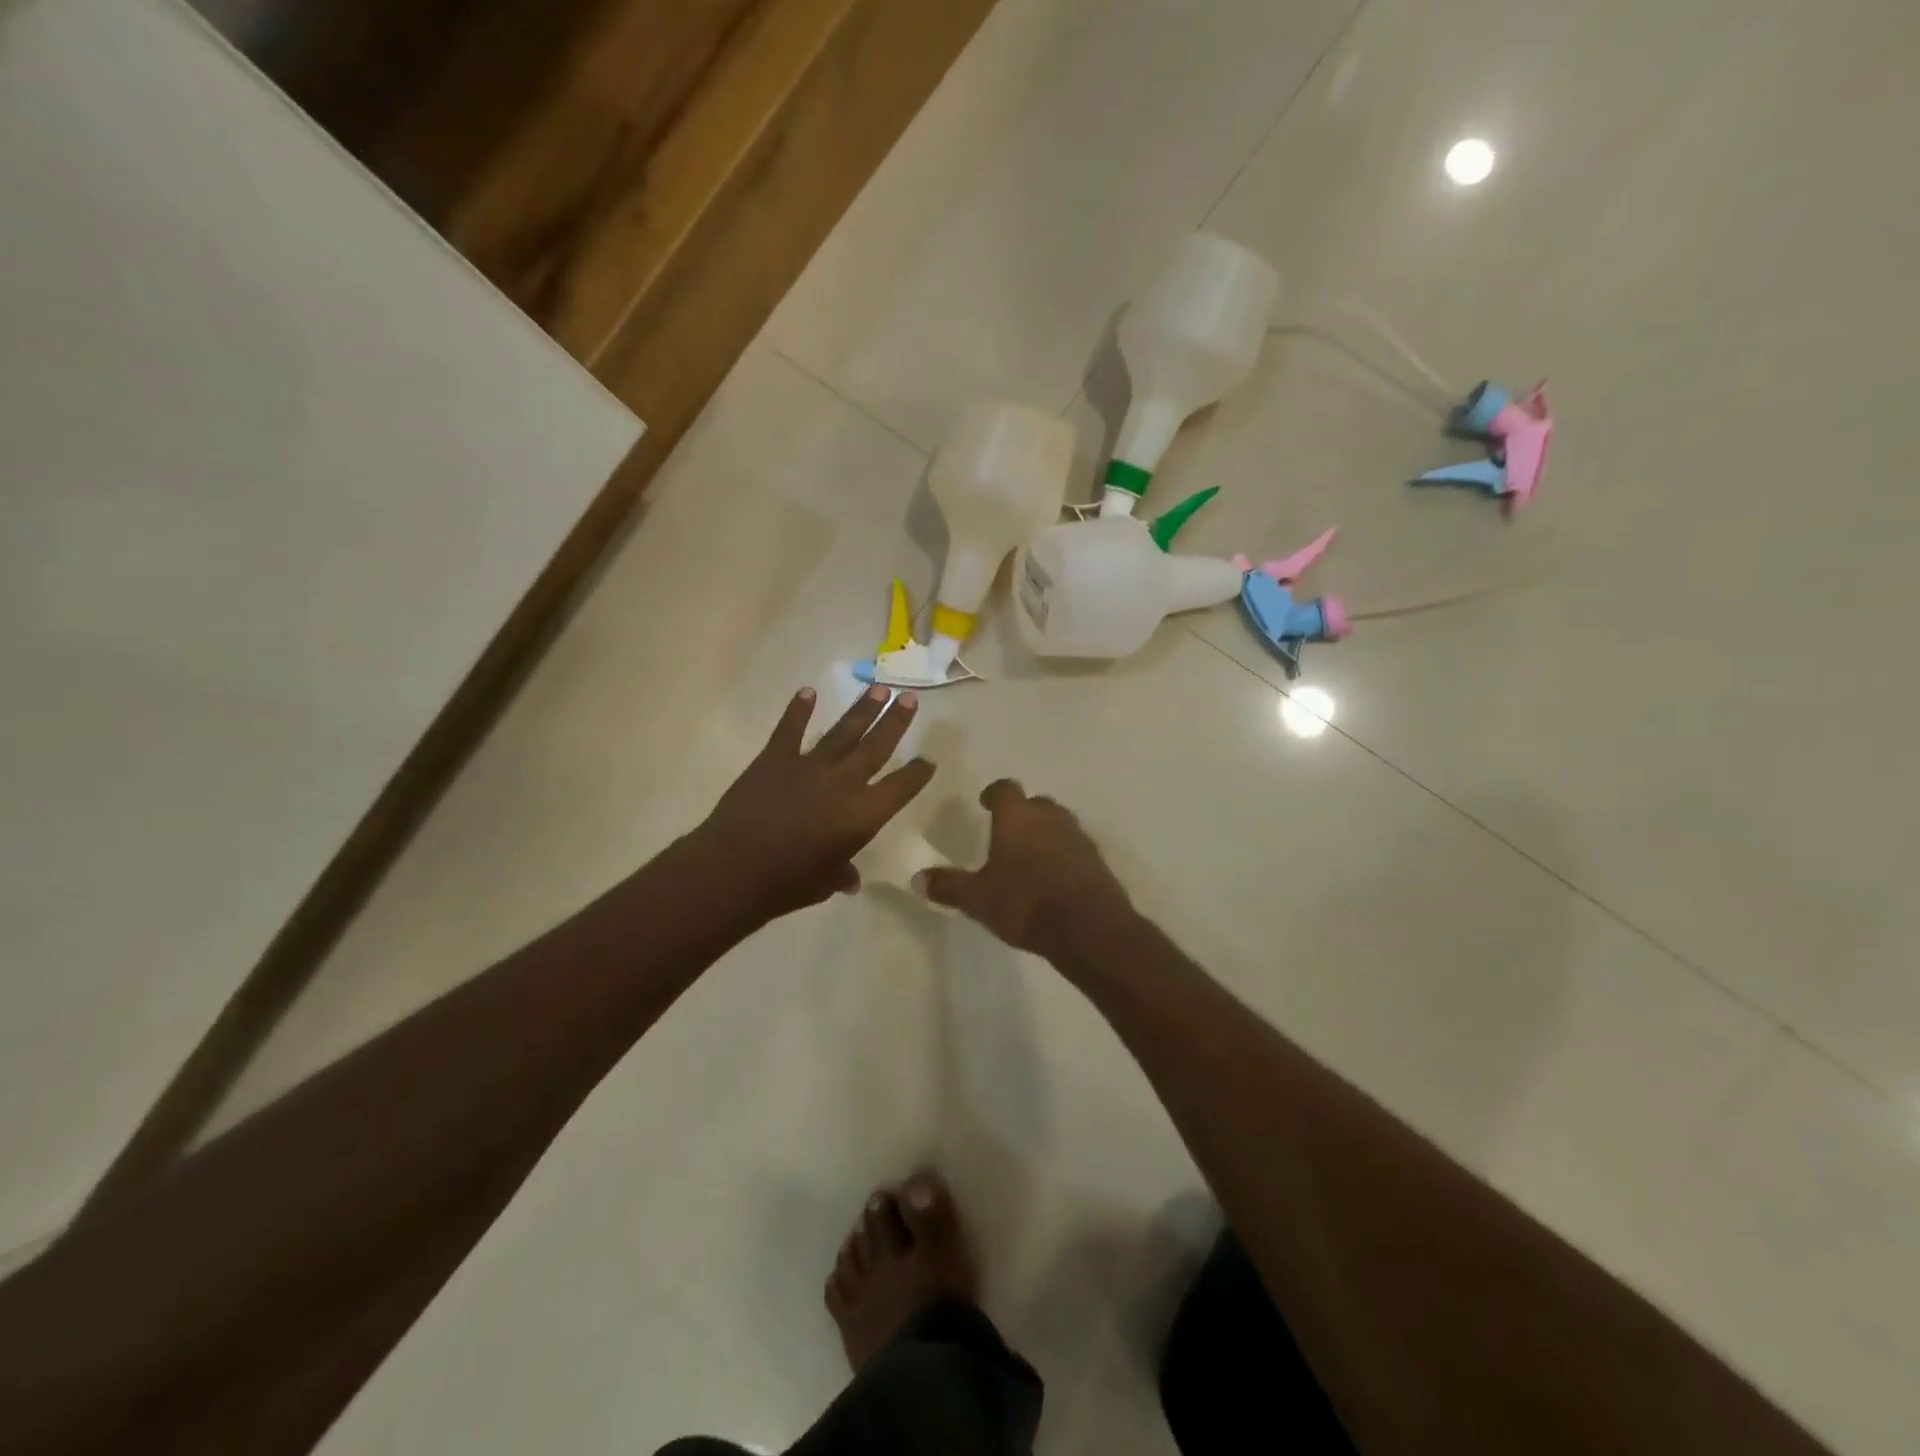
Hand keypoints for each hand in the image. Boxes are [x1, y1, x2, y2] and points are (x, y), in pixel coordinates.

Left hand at [692, 686, 935, 923]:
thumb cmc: (787, 884)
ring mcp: (808, 766)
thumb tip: (851, 881)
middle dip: (896, 721)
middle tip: (910, 698)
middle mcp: (843, 782)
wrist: (735, 869)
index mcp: (863, 814)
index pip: (901, 787)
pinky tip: (807, 692)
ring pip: (842, 732)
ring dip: (862, 709)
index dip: (917, 773)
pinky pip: (789, 730)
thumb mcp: (824, 884)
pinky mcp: (774, 759)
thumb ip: (842, 874)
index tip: (929, 759)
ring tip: (878, 688)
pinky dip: (798, 710)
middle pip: (876, 746)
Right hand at [916, 780, 1132, 962]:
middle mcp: (1050, 818)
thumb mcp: (978, 899)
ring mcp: (1078, 837)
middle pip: (1035, 803)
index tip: (985, 803)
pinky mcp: (1097, 861)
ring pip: (1058, 823)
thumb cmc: (1026, 903)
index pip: (1005, 789)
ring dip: (1044, 833)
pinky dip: (1063, 855)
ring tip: (1029, 856)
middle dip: (1021, 813)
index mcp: (1018, 817)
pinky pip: (1074, 848)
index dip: (994, 793)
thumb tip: (917, 878)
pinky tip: (1053, 878)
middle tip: (1006, 831)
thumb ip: (948, 886)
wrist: (1089, 928)